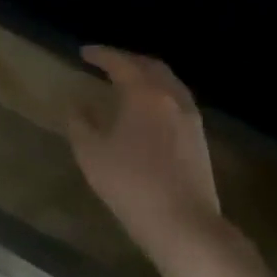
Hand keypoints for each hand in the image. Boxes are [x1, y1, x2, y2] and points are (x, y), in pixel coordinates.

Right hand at [67, 46, 227, 268]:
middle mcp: (172, 99)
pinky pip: (177, 100)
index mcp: (144, 96)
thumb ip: (80, 122)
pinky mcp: (199, 138)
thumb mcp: (90, 152)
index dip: (101, 55)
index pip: (121, 64)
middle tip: (106, 62)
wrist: (183, 224)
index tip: (83, 52)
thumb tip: (77, 104)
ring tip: (126, 81)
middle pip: (152, 67)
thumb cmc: (129, 183)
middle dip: (128, 60)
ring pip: (169, 83)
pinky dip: (159, 93)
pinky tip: (146, 108)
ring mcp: (191, 118)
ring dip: (147, 75)